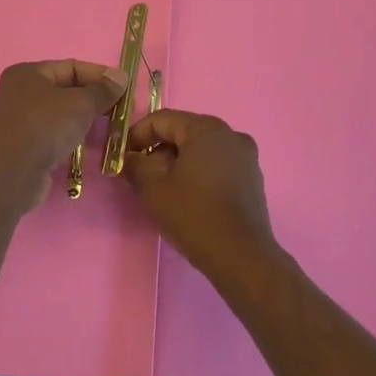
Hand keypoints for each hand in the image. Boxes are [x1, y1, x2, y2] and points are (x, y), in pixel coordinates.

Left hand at [0, 60, 126, 212]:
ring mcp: (19, 121)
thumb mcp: (80, 103)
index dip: (100, 76)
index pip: (71, 67)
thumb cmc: (45, 127)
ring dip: (85, 120)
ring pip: (60, 114)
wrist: (11, 174)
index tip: (125, 88)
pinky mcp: (23, 146)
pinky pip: (53, 134)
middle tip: (121, 110)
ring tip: (110, 128)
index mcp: (28, 73)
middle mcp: (20, 93)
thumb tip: (121, 77)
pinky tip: (88, 146)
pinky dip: (71, 137)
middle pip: (66, 90)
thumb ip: (103, 90)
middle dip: (94, 99)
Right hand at [122, 110, 281, 282]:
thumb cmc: (193, 214)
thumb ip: (135, 165)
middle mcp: (230, 134)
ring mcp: (246, 156)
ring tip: (163, 189)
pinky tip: (189, 198)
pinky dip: (199, 174)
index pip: (162, 119)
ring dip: (178, 163)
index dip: (137, 135)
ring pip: (201, 150)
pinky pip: (218, 165)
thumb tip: (131, 158)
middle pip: (184, 132)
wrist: (240, 255)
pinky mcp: (252, 179)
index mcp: (206, 128)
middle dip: (158, 150)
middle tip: (140, 176)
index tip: (123, 158)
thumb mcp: (152, 188)